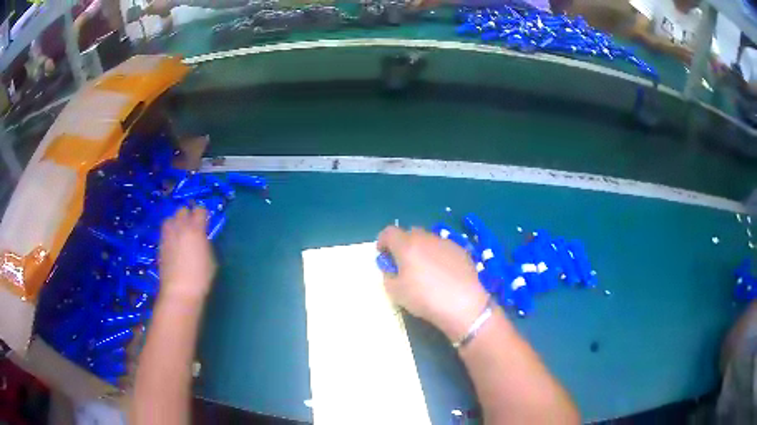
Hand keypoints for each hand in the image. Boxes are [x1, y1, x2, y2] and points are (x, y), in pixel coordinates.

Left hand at [159, 207, 215, 303]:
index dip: (204, 215)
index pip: (200, 210)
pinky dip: (170, 233)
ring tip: (181, 232)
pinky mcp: (160, 244)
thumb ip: (206, 243)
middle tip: (193, 227)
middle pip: (183, 210)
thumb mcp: (211, 259)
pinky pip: (165, 231)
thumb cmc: (200, 277)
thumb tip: (202, 239)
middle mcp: (180, 227)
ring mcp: (168, 235)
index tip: (206, 223)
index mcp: (196, 229)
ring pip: (170, 218)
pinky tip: (174, 243)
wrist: (179, 291)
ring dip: (176, 222)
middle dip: (188, 215)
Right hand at [377, 226, 488, 341]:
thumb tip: (392, 268)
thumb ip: (388, 275)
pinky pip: (443, 248)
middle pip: (410, 233)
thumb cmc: (424, 298)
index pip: (389, 232)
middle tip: (403, 263)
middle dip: (403, 245)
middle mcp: (426, 238)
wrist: (463, 303)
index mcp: (407, 245)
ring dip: (422, 249)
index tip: (383, 255)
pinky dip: (438, 256)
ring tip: (425, 270)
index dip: (383, 241)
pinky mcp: (461, 250)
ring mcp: (446, 242)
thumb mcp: (395, 292)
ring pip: (428, 240)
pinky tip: (443, 274)